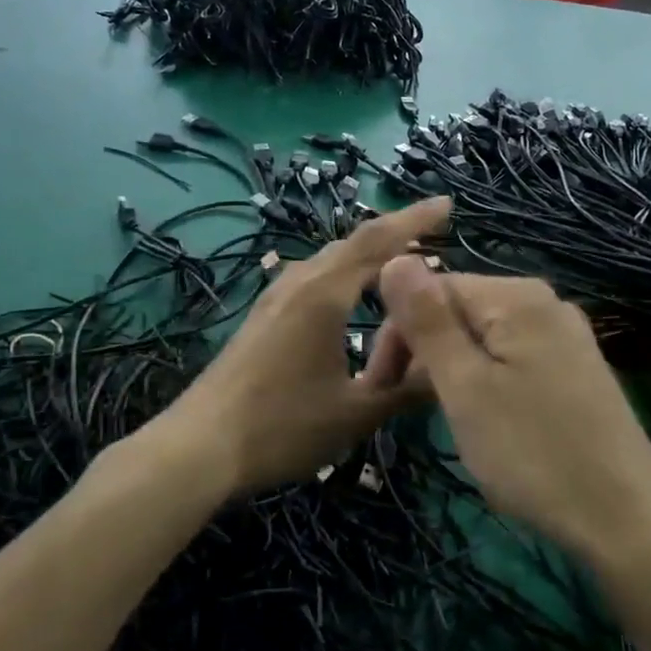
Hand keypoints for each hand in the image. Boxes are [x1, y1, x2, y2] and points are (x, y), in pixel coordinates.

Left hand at [158, 198, 451, 492]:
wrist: (200, 446)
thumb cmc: (282, 427)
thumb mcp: (355, 413)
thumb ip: (406, 389)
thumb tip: (451, 371)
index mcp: (324, 294)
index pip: (378, 241)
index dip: (415, 219)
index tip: (448, 204)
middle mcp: (299, 282)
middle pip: (353, 243)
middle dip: (395, 233)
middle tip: (434, 234)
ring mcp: (275, 297)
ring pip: (330, 260)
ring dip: (367, 254)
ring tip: (400, 262)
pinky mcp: (263, 316)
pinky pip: (314, 278)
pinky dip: (344, 274)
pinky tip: (349, 296)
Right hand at [370, 258, 650, 559]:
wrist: (626, 520)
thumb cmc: (532, 452)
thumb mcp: (465, 386)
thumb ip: (427, 320)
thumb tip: (395, 258)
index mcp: (516, 296)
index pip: (432, 288)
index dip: (397, 333)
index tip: (377, 387)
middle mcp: (544, 303)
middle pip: (459, 310)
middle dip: (423, 351)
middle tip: (399, 407)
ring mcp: (565, 336)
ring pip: (483, 338)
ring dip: (450, 370)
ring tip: (440, 418)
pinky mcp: (575, 369)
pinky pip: (511, 358)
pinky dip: (483, 380)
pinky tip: (482, 419)